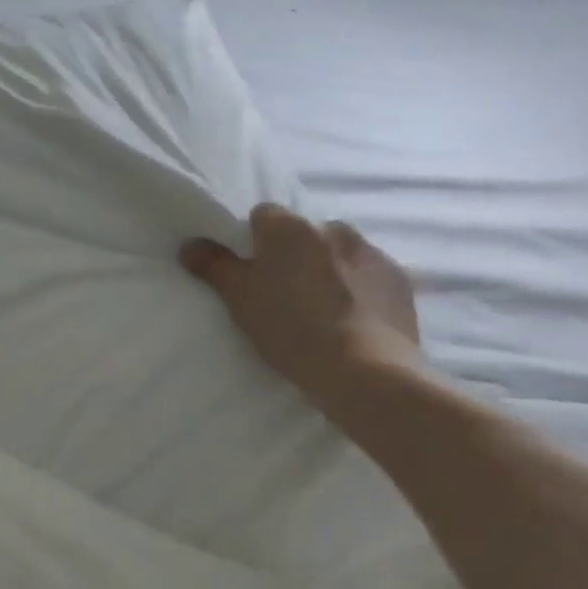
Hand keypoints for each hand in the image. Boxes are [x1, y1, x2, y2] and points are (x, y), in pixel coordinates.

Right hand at [180, 204, 425, 410]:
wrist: (367, 373)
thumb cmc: (292, 329)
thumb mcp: (239, 300)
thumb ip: (213, 266)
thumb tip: (189, 245)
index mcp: (289, 228)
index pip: (263, 215)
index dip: (255, 241)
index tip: (254, 272)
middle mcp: (332, 229)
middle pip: (304, 234)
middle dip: (295, 255)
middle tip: (286, 294)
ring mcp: (371, 253)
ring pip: (339, 252)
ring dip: (330, 269)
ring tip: (324, 310)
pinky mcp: (399, 280)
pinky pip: (370, 275)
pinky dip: (360, 288)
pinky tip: (354, 320)